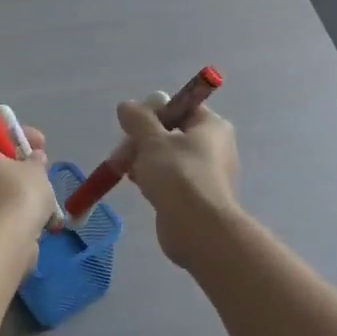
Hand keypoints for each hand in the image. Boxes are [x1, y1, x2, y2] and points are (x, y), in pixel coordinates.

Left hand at [0, 125, 56, 238]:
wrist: (1, 243)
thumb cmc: (16, 193)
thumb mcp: (35, 169)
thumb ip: (35, 159)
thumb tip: (34, 158)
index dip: (17, 136)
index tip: (39, 144)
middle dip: (13, 164)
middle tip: (38, 168)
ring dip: (11, 188)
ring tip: (39, 195)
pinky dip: (6, 209)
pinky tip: (29, 214)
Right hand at [115, 100, 240, 269]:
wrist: (198, 229)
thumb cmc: (178, 175)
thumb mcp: (152, 140)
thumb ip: (138, 119)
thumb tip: (127, 106)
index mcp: (212, 126)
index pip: (180, 107)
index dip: (154, 112)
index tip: (132, 124)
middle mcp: (214, 146)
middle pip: (171, 133)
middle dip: (142, 140)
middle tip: (122, 153)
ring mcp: (206, 173)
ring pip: (167, 157)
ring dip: (143, 160)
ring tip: (124, 169)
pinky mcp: (195, 196)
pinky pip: (170, 179)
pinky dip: (153, 179)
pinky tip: (139, 186)